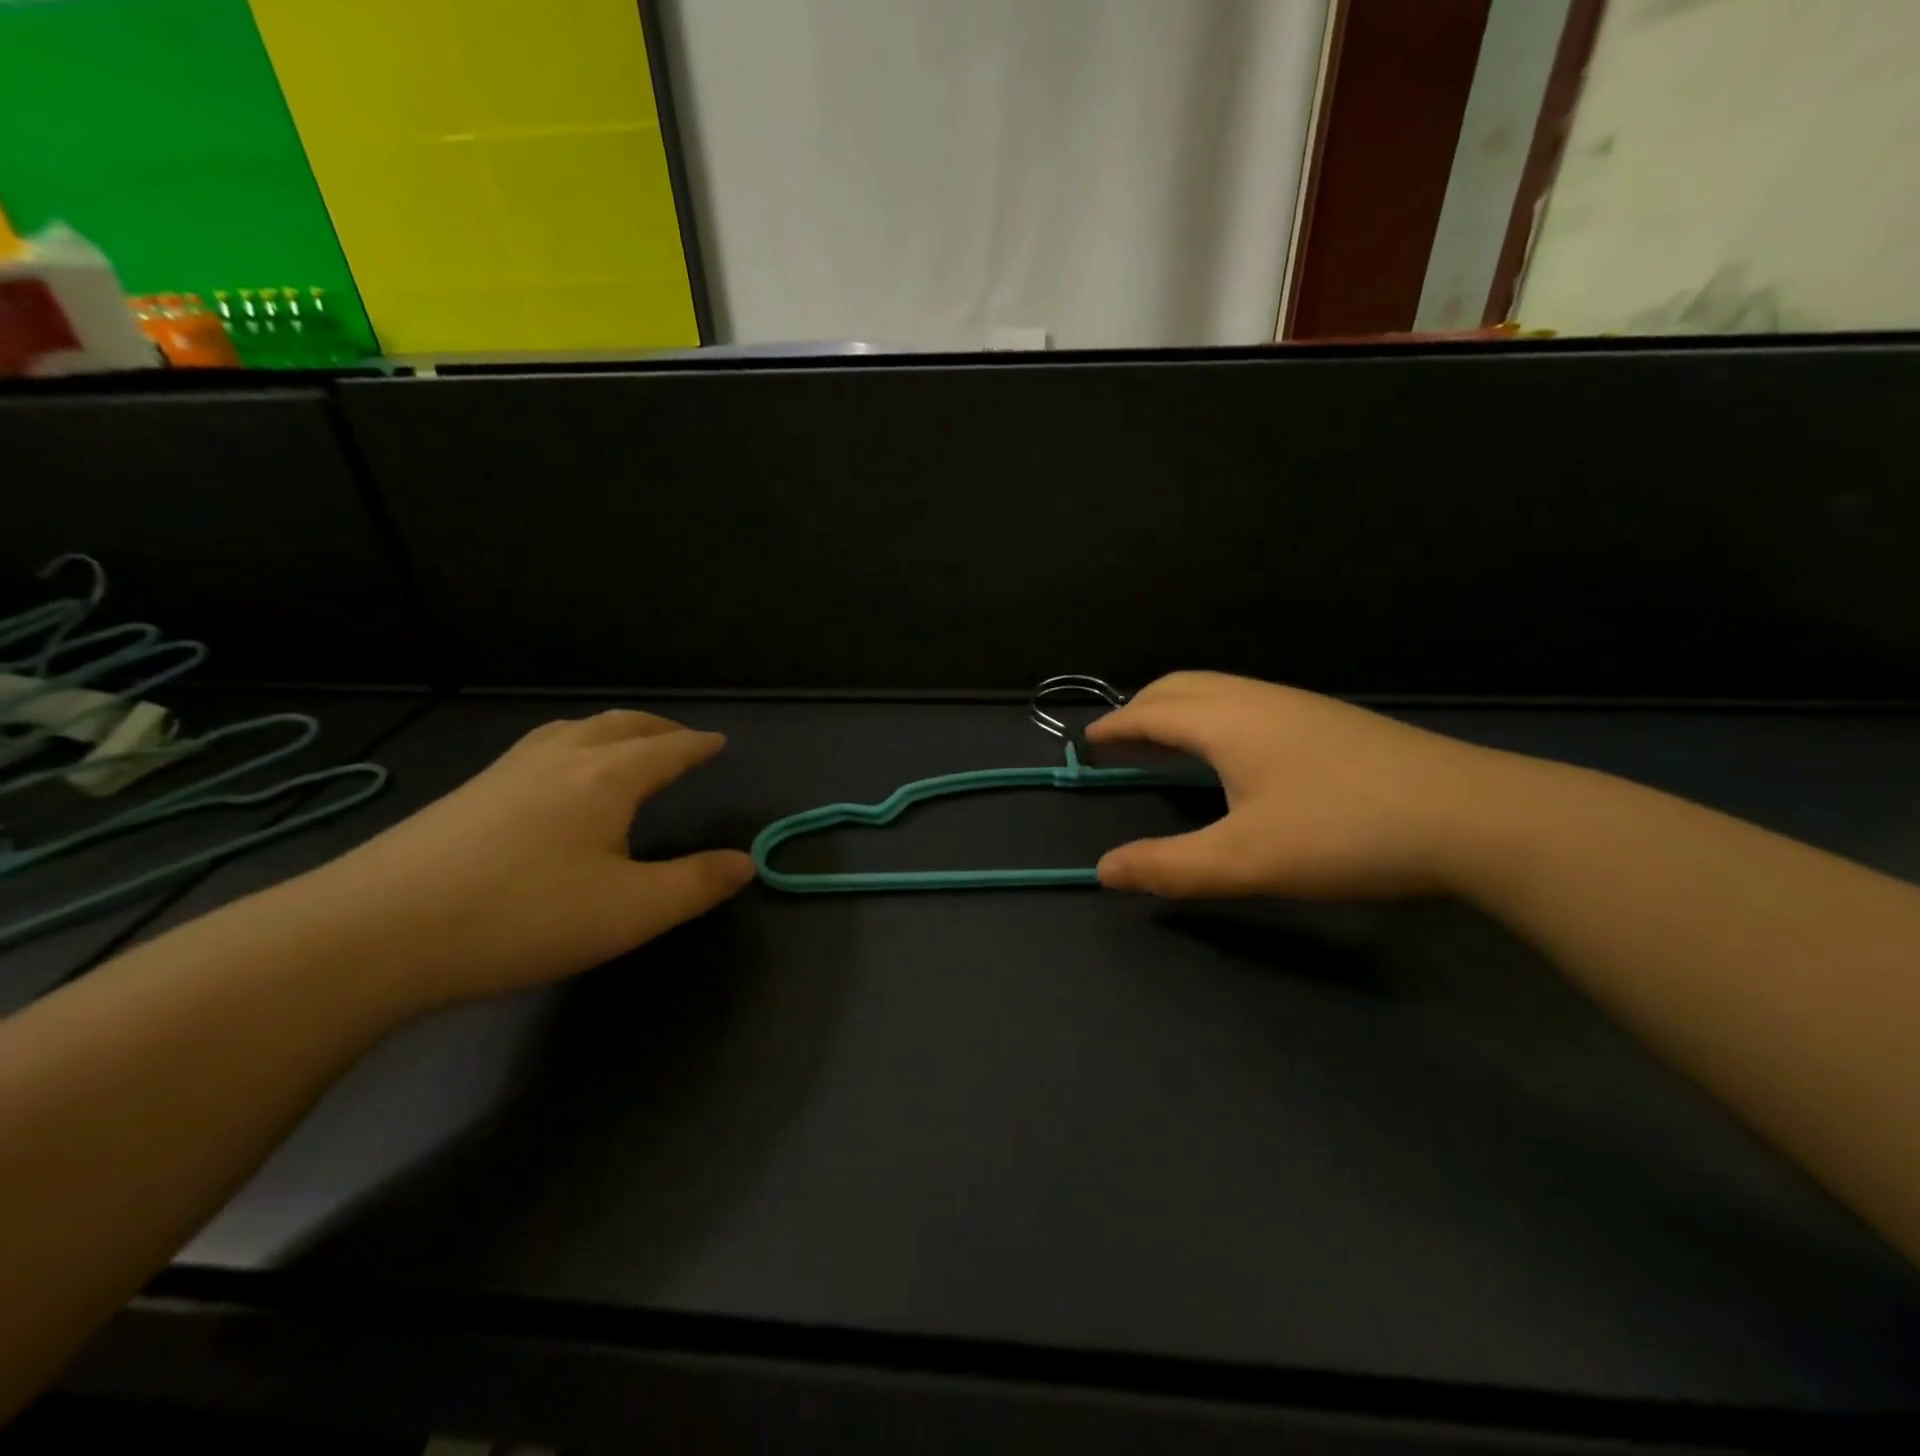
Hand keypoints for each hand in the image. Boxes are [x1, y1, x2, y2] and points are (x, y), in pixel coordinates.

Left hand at [293, 710, 753, 1007]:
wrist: (372, 933)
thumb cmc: (521, 917)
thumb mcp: (630, 912)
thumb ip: (695, 884)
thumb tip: (746, 862)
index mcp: (606, 778)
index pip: (666, 749)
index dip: (697, 746)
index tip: (718, 743)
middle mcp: (559, 759)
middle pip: (619, 725)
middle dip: (658, 728)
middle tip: (680, 739)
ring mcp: (505, 772)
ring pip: (572, 730)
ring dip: (612, 730)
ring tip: (625, 746)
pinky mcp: (466, 794)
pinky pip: (538, 747)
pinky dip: (571, 744)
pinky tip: (554, 777)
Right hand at [1088, 671, 1491, 898]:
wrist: (1473, 816)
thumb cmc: (1344, 833)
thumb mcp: (1246, 860)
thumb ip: (1169, 866)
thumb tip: (1103, 870)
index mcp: (1227, 721)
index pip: (1152, 712)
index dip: (1116, 726)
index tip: (1090, 740)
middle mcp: (1257, 699)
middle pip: (1183, 685)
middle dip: (1142, 705)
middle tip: (1122, 736)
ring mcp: (1300, 705)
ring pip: (1220, 689)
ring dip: (1181, 706)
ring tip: (1168, 739)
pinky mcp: (1331, 720)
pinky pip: (1249, 700)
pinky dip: (1215, 713)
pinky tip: (1236, 749)